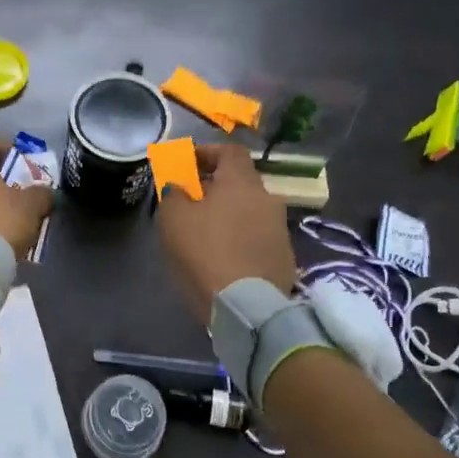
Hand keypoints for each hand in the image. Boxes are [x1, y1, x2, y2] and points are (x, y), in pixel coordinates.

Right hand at [156, 144, 296, 321]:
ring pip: (251, 210)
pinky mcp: (285, 256)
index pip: (230, 151)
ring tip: (206, 231)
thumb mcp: (173, 218)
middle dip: (217, 186)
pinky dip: (241, 237)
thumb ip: (174, 193)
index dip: (208, 152)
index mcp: (242, 182)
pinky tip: (224, 255)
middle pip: (241, 182)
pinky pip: (258, 236)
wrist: (246, 306)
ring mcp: (280, 228)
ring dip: (230, 213)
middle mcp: (268, 198)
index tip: (187, 162)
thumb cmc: (205, 251)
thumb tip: (179, 187)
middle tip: (193, 199)